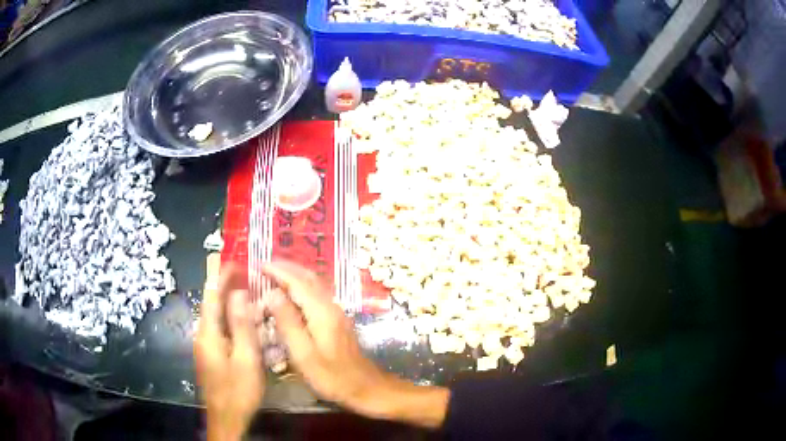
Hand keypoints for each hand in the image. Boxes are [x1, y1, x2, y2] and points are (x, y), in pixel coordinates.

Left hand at [195, 264, 264, 440]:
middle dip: (225, 285)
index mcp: (209, 333)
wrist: (227, 418)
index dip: (221, 276)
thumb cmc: (238, 390)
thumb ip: (242, 325)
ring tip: (246, 291)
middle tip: (244, 272)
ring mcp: (206, 346)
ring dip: (229, 301)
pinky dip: (231, 317)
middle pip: (212, 304)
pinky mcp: (212, 355)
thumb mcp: (246, 359)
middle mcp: (203, 335)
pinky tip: (244, 320)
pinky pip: (220, 328)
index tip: (233, 260)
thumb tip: (238, 293)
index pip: (212, 296)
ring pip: (216, 316)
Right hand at [262, 261, 449, 427]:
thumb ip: (288, 322)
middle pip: (309, 278)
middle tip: (265, 265)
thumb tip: (273, 293)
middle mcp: (331, 306)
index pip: (297, 282)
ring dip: (295, 276)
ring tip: (275, 275)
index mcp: (322, 312)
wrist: (366, 388)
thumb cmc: (332, 377)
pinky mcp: (338, 322)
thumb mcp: (304, 354)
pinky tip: (292, 296)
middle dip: (287, 268)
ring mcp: (337, 313)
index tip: (259, 264)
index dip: (278, 271)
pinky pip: (317, 295)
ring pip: (315, 285)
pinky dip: (302, 288)